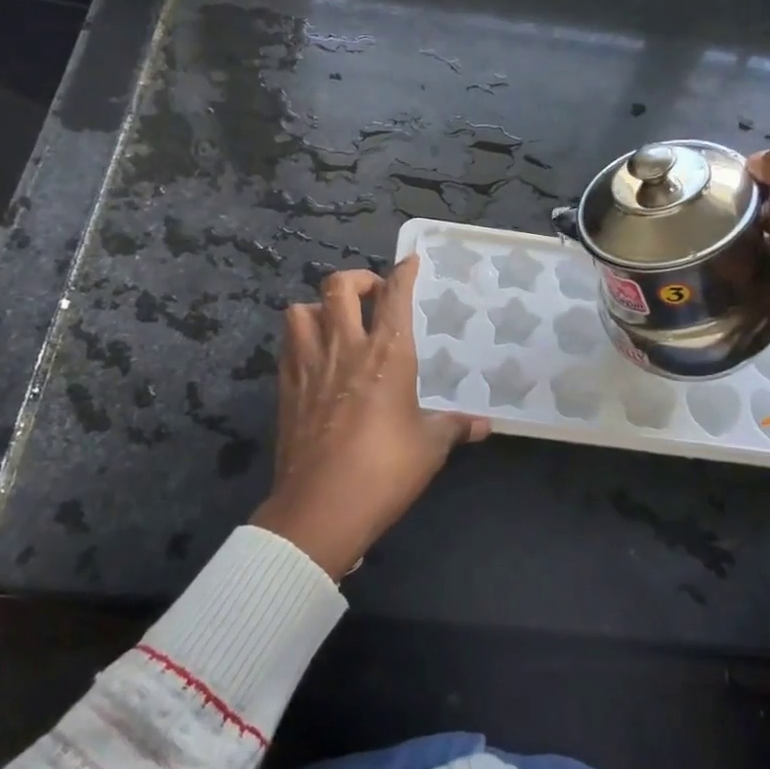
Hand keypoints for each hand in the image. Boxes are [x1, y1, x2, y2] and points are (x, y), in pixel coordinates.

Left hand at [252, 256, 488, 578]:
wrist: (322, 507)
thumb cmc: (385, 470)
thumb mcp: (430, 447)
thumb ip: (455, 427)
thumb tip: (484, 425)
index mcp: (387, 355)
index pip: (395, 296)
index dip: (403, 272)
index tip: (410, 261)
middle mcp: (345, 348)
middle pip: (338, 287)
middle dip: (357, 279)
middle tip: (372, 295)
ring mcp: (309, 365)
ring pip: (301, 310)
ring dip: (319, 307)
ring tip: (336, 324)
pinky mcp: (285, 388)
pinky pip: (288, 345)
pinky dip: (301, 339)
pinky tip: (316, 358)